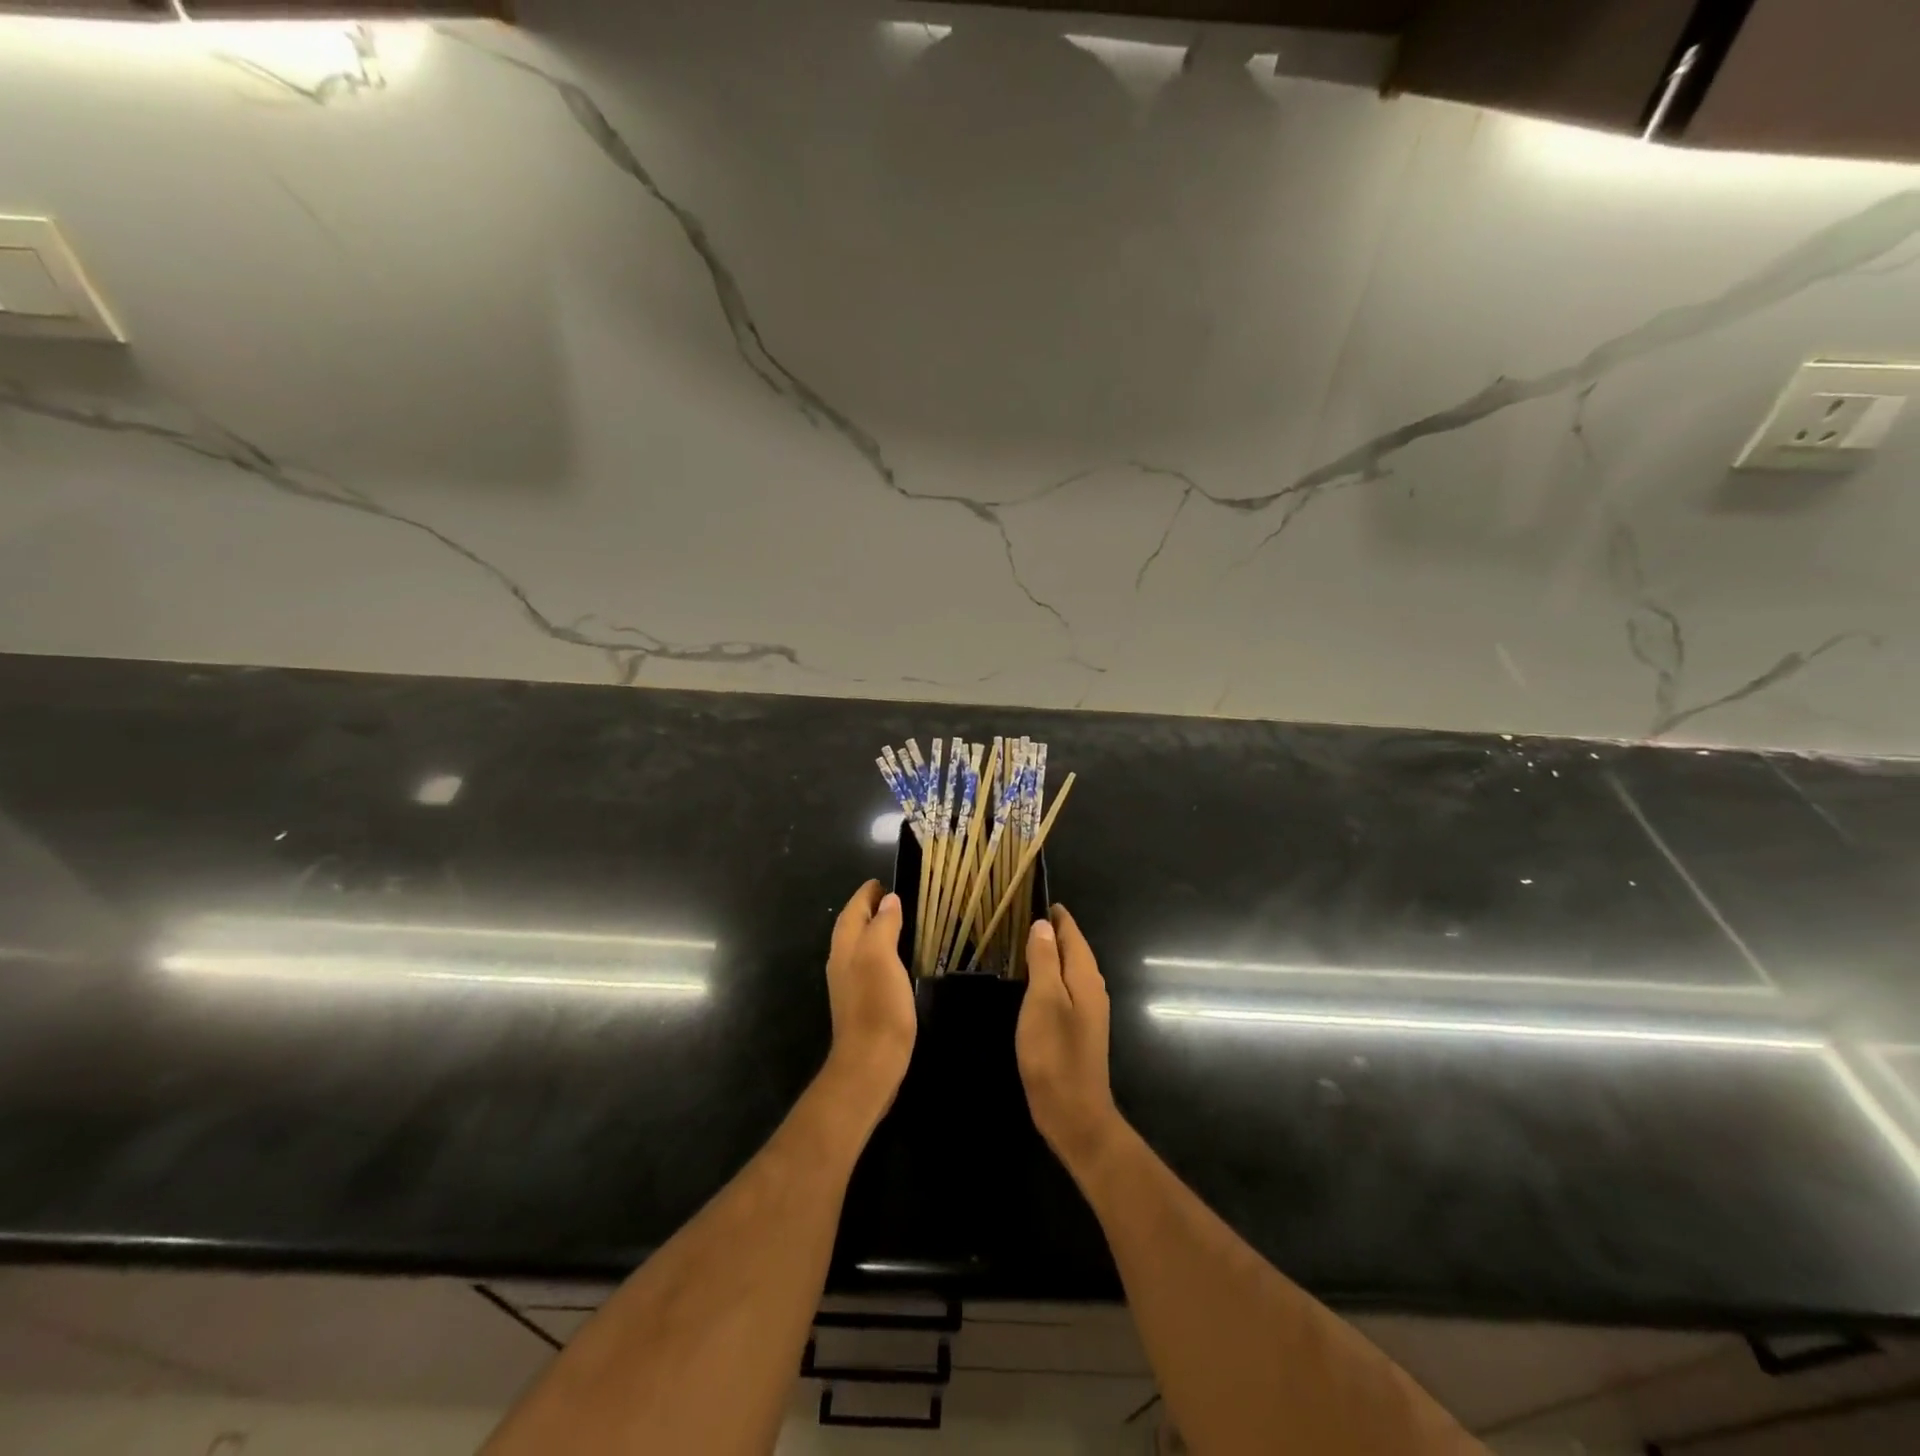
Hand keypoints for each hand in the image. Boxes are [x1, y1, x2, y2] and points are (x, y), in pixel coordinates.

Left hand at [822, 881, 916, 1115]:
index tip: (880, 881)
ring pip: (857, 945)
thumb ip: (883, 925)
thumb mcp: (882, 957)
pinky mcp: (860, 1003)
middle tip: (888, 897)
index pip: (852, 910)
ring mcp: (849, 984)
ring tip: (893, 921)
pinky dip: (877, 951)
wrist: (870, 1064)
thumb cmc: (877, 1005)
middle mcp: (842, 962)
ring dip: (871, 929)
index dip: (866, 894)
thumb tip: (888, 900)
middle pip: (851, 926)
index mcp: (846, 947)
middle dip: (866, 909)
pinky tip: (892, 960)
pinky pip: (866, 964)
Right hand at [1017, 905, 1120, 1172]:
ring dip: (1052, 954)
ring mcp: (1089, 1011)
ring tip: (1026, 942)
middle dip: (1054, 931)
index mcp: (1085, 977)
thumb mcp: (1043, 1000)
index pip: (1073, 934)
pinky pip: (1066, 989)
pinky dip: (1052, 976)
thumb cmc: (1055, 1053)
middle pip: (1074, 950)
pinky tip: (1035, 983)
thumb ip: (1043, 960)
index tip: (1037, 897)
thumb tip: (1043, 925)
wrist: (1074, 1113)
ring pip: (1070, 970)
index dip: (1057, 916)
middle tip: (1025, 915)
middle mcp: (1092, 989)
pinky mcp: (1079, 1030)